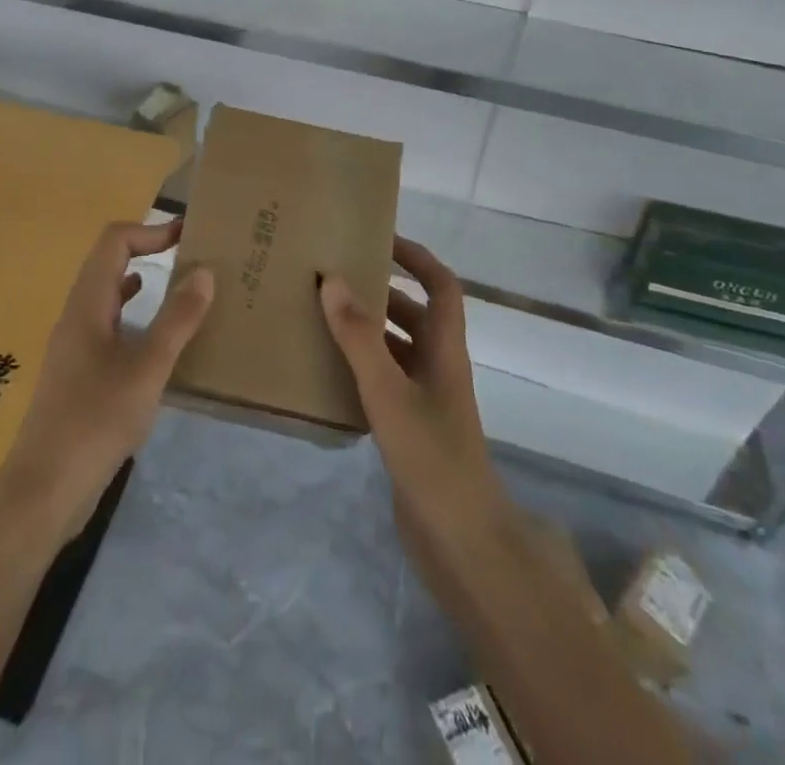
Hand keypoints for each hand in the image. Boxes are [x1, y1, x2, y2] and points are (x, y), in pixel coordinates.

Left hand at [0, 218, 214, 538]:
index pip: (114, 242)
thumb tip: (204, 272)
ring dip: (142, 282)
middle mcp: (76, 315)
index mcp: (87, 304)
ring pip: (109, 295)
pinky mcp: (78, 373)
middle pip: (109, 263)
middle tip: (191, 257)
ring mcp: (74, 345)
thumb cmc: (96, 420)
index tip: (187, 234)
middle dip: (148, 251)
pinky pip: (109, 325)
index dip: (150, 231)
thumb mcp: (147, 369)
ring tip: (182, 290)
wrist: (44, 488)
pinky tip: (156, 338)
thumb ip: (176, 320)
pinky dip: (135, 317)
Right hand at [319, 237, 510, 558]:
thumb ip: (360, 337)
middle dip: (381, 291)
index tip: (380, 238)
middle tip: (334, 277)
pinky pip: (384, 381)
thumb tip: (332, 278)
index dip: (417, 258)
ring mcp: (425, 401)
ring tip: (321, 316)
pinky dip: (360, 367)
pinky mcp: (410, 429)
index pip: (441, 286)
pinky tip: (327, 370)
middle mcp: (438, 368)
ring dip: (367, 330)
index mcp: (445, 350)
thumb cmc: (432, 459)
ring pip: (397, 349)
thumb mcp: (389, 393)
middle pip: (414, 315)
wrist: (462, 544)